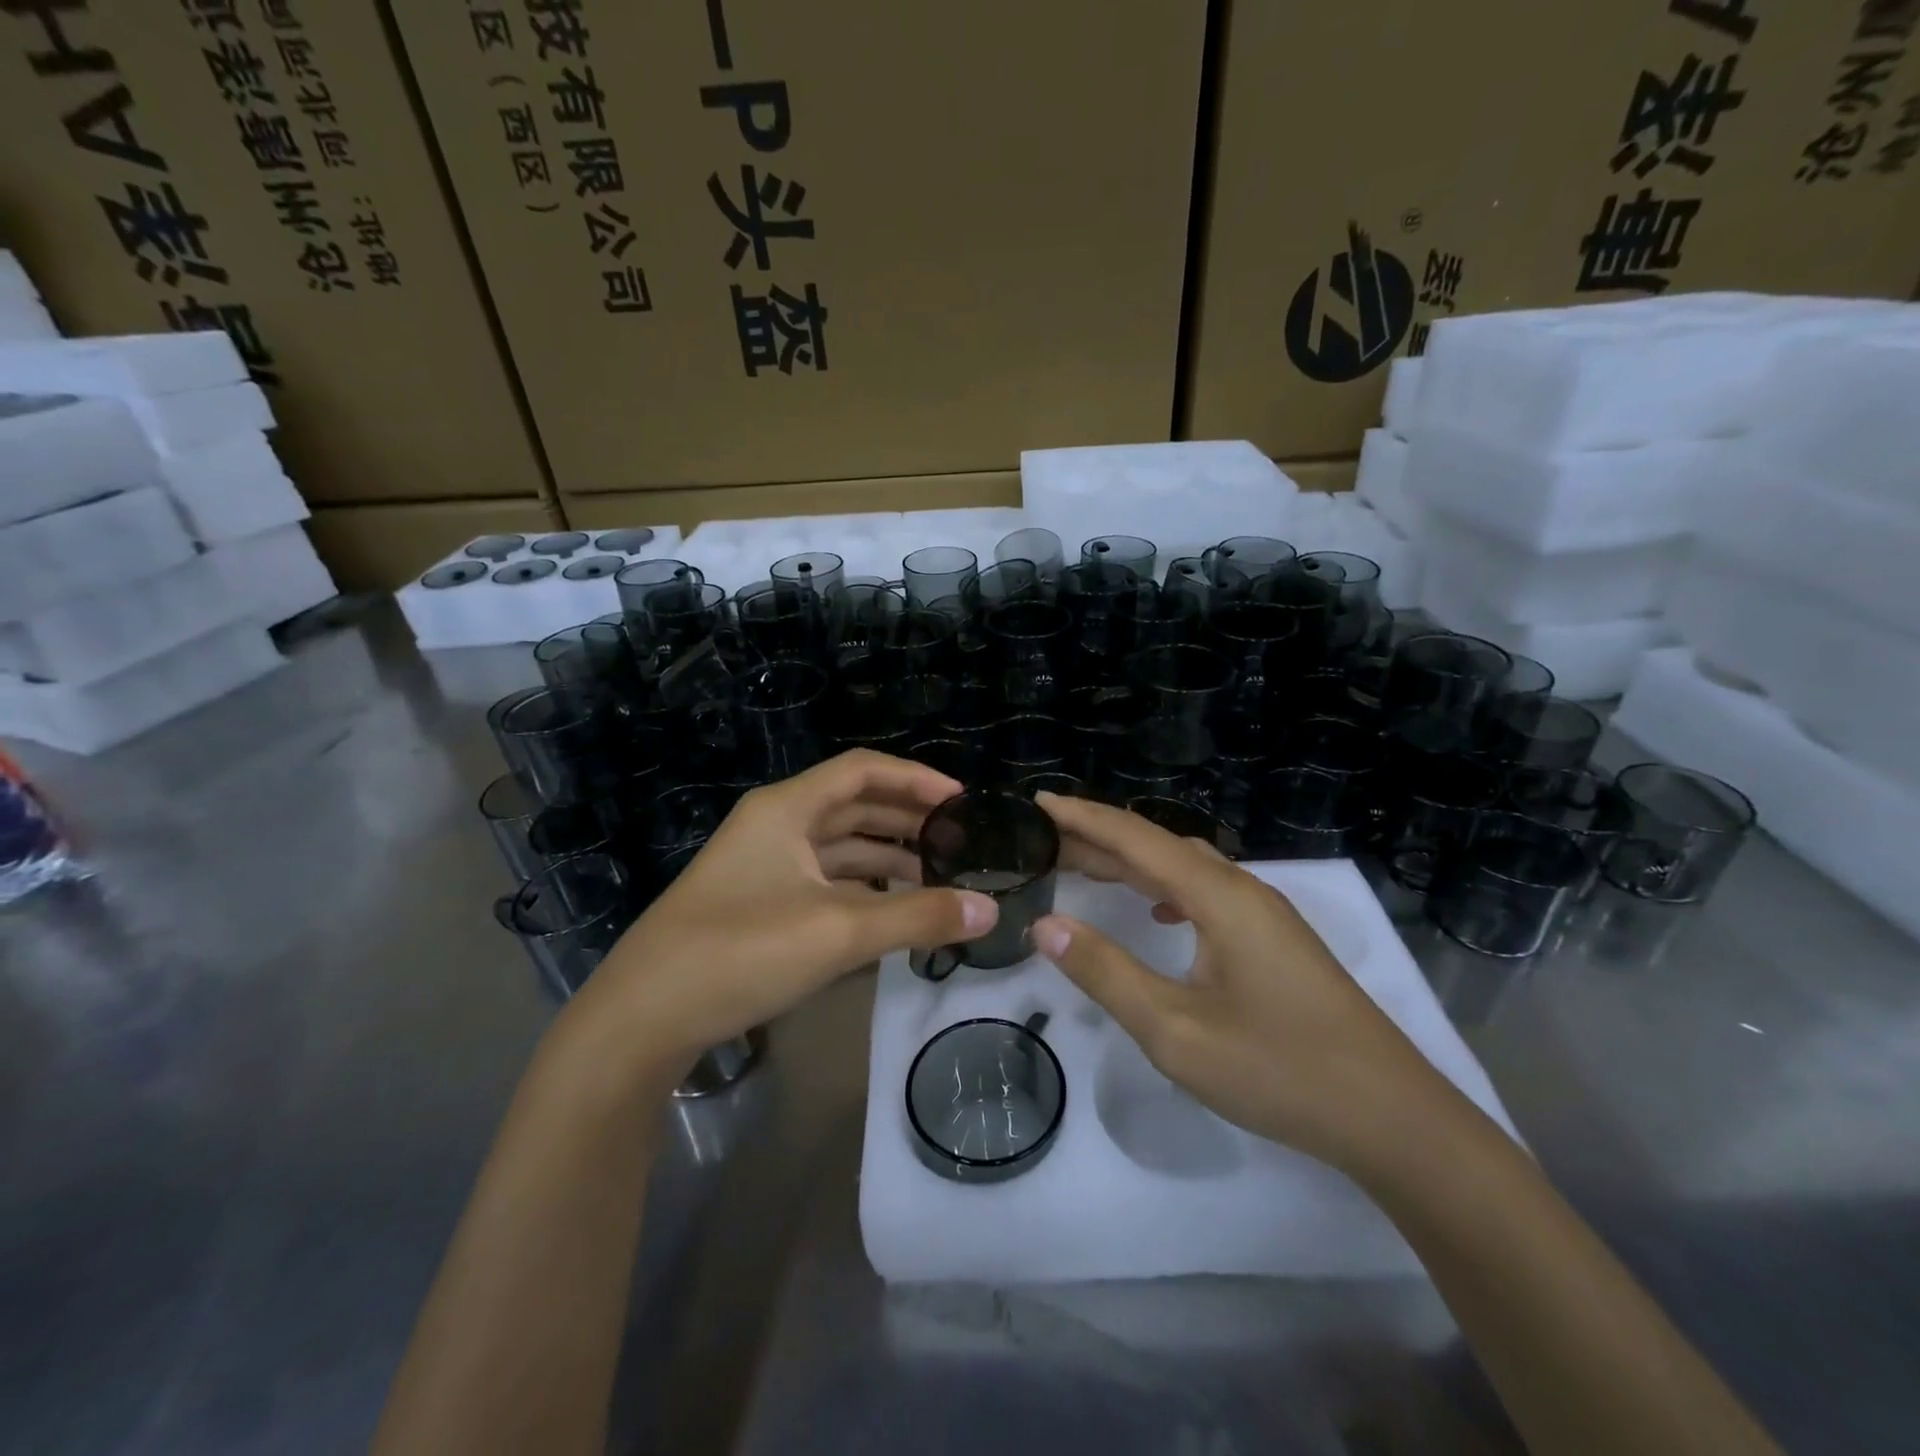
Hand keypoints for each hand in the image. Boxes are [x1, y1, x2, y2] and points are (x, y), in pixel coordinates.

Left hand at [565, 751, 996, 1083]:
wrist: (642, 1018)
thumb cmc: (740, 953)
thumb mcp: (838, 932)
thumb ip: (918, 918)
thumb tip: (990, 910)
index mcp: (786, 809)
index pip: (862, 771)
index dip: (915, 778)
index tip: (962, 801)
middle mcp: (775, 826)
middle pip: (854, 806)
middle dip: (907, 819)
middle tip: (960, 841)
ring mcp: (764, 865)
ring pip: (840, 847)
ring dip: (888, 858)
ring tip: (940, 879)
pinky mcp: (760, 903)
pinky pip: (825, 881)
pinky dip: (862, 890)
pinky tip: (894, 912)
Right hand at [1032, 793, 1458, 1176]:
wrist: (1393, 1118)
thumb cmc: (1280, 1071)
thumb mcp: (1176, 1030)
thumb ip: (1106, 972)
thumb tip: (1046, 923)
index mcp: (1219, 896)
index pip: (1136, 838)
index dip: (1082, 817)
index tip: (1035, 802)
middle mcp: (1242, 889)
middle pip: (1158, 846)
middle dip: (1098, 839)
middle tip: (1043, 842)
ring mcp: (1265, 914)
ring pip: (1184, 868)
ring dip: (1132, 863)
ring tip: (1083, 868)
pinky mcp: (1275, 940)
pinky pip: (1206, 892)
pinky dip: (1165, 889)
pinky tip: (1156, 914)